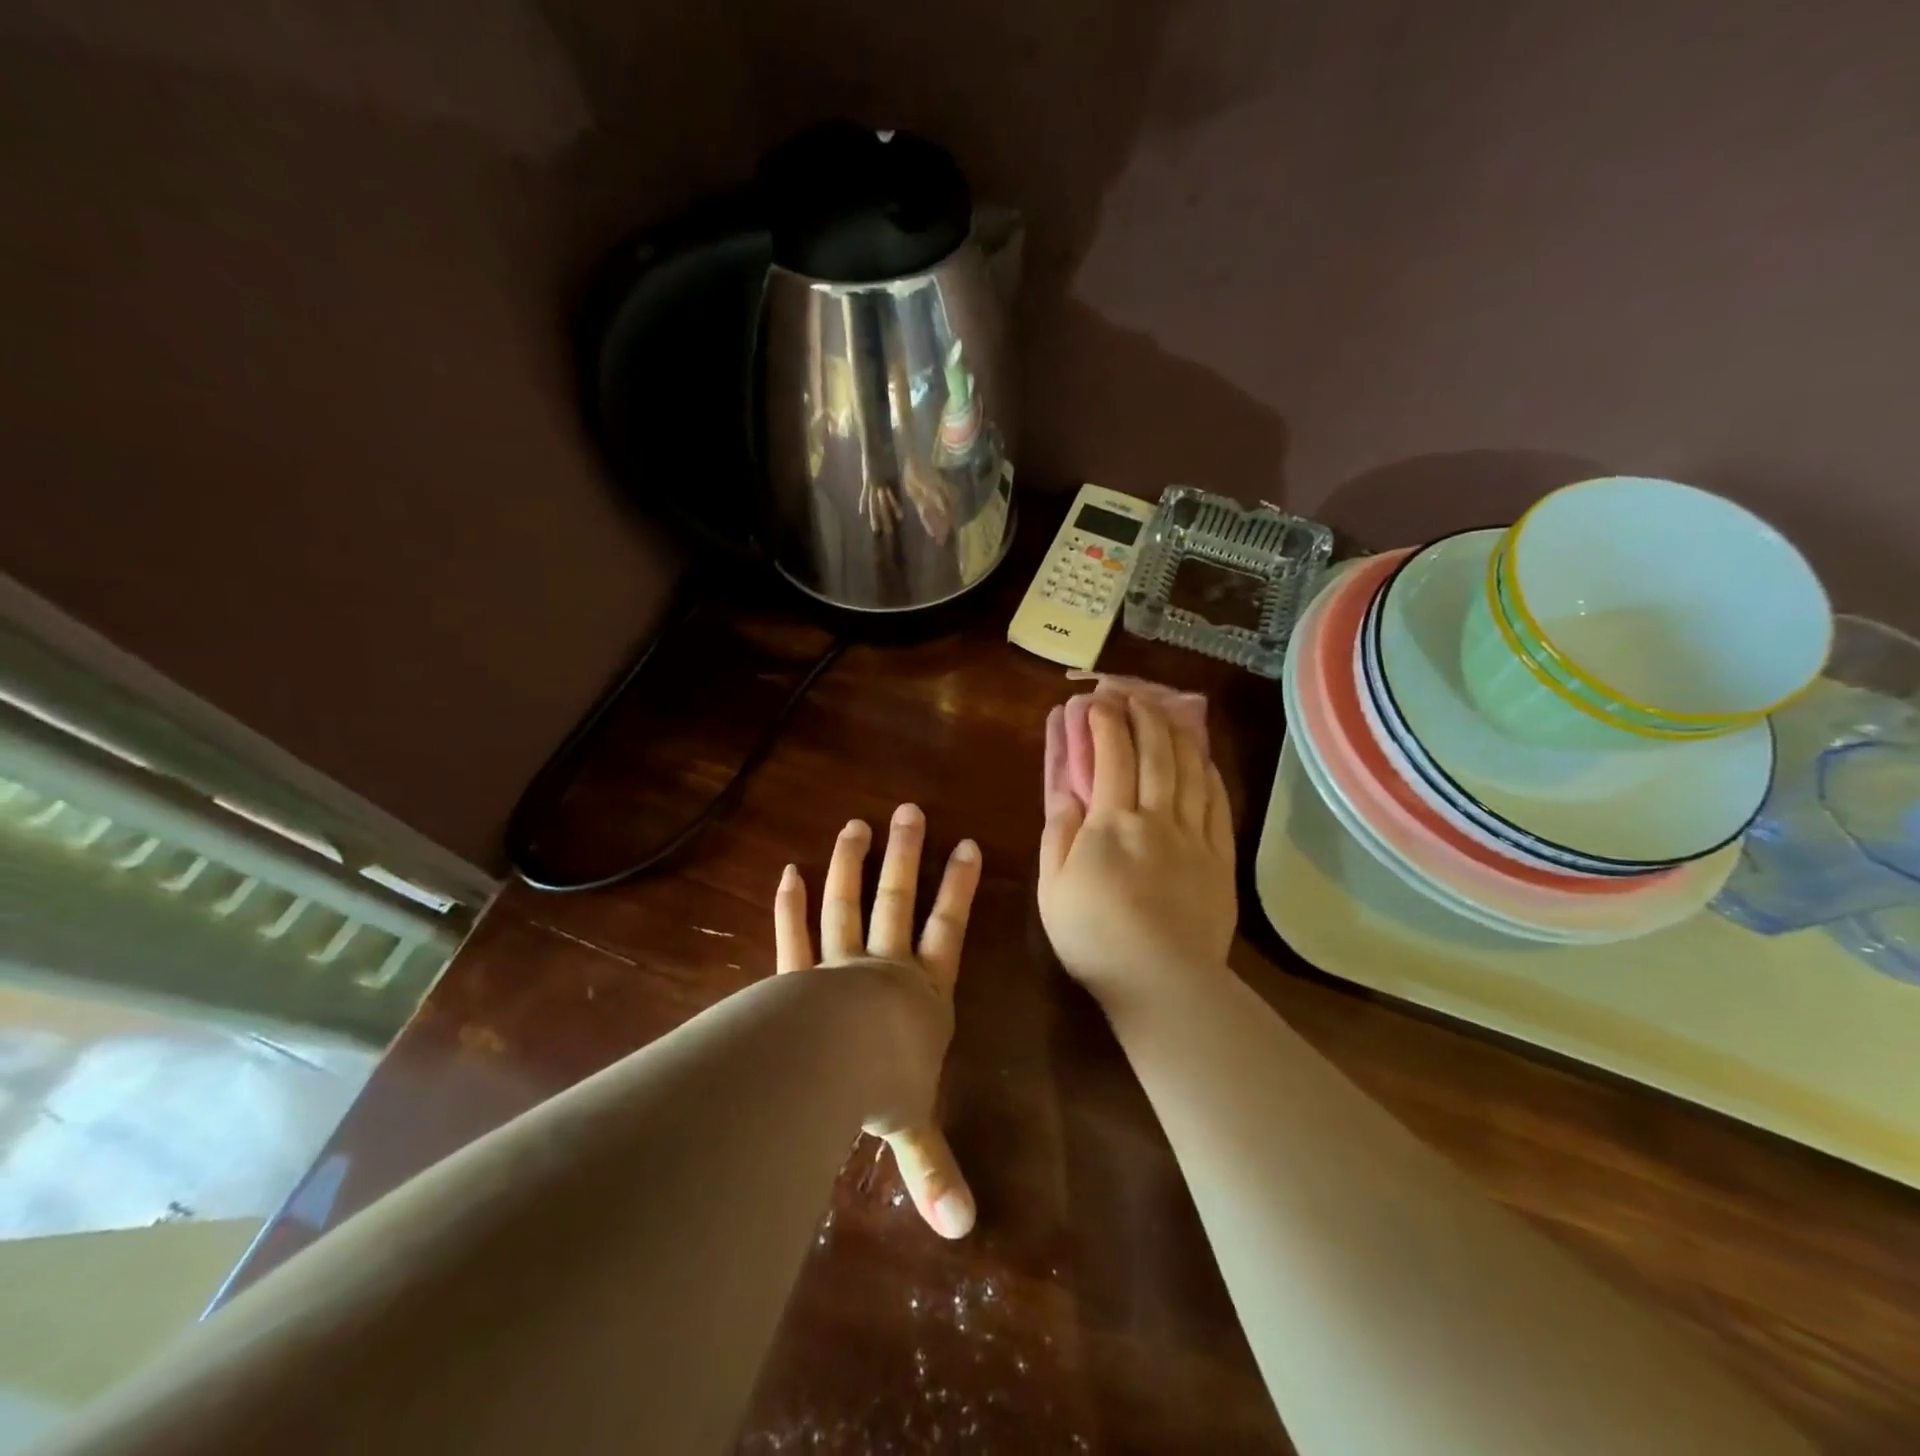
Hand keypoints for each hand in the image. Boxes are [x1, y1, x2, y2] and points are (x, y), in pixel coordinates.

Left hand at [773, 804, 980, 1238]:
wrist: (830, 1069)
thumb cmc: (884, 1088)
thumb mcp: (916, 1129)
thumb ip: (934, 1170)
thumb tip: (963, 1232)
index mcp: (922, 994)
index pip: (948, 932)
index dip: (958, 890)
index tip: (966, 846)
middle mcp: (883, 969)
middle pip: (898, 902)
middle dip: (907, 857)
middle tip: (909, 811)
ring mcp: (837, 966)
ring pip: (847, 905)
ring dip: (850, 866)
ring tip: (854, 826)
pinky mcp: (796, 976)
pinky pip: (793, 936)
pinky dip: (789, 906)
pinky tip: (786, 872)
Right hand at [1038, 697, 1237, 1018]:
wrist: (1163, 981)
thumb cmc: (1095, 936)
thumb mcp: (1054, 886)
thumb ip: (1058, 832)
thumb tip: (1065, 791)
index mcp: (1112, 822)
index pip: (1112, 755)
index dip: (1104, 721)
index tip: (1095, 701)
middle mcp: (1157, 816)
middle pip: (1156, 752)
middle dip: (1143, 714)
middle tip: (1132, 693)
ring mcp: (1194, 835)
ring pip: (1190, 769)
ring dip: (1177, 733)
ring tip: (1167, 710)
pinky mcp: (1219, 857)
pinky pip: (1217, 802)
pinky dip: (1208, 772)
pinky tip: (1203, 758)